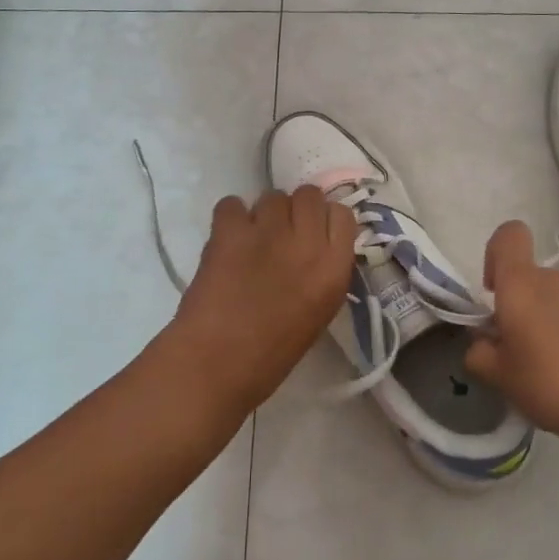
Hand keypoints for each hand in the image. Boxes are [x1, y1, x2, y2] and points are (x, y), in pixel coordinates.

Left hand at [165, 186, 355, 417]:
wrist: (215, 365)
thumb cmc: (270, 355)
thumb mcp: (318, 313)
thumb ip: (322, 273)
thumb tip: (311, 246)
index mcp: (334, 270)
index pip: (343, 215)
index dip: (325, 220)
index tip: (312, 233)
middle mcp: (307, 242)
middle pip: (309, 195)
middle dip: (296, 209)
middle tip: (280, 233)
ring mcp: (268, 232)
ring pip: (272, 196)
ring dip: (263, 214)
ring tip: (250, 240)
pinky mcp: (230, 230)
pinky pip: (232, 204)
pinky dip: (229, 218)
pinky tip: (226, 240)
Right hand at [463, 220, 558, 458]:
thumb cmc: (553, 383)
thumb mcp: (500, 378)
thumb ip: (479, 353)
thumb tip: (481, 341)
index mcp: (521, 284)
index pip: (508, 236)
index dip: (496, 255)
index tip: (494, 293)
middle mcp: (556, 279)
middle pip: (531, 279)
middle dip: (522, 308)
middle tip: (521, 353)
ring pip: (558, 300)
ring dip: (551, 324)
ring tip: (556, 370)